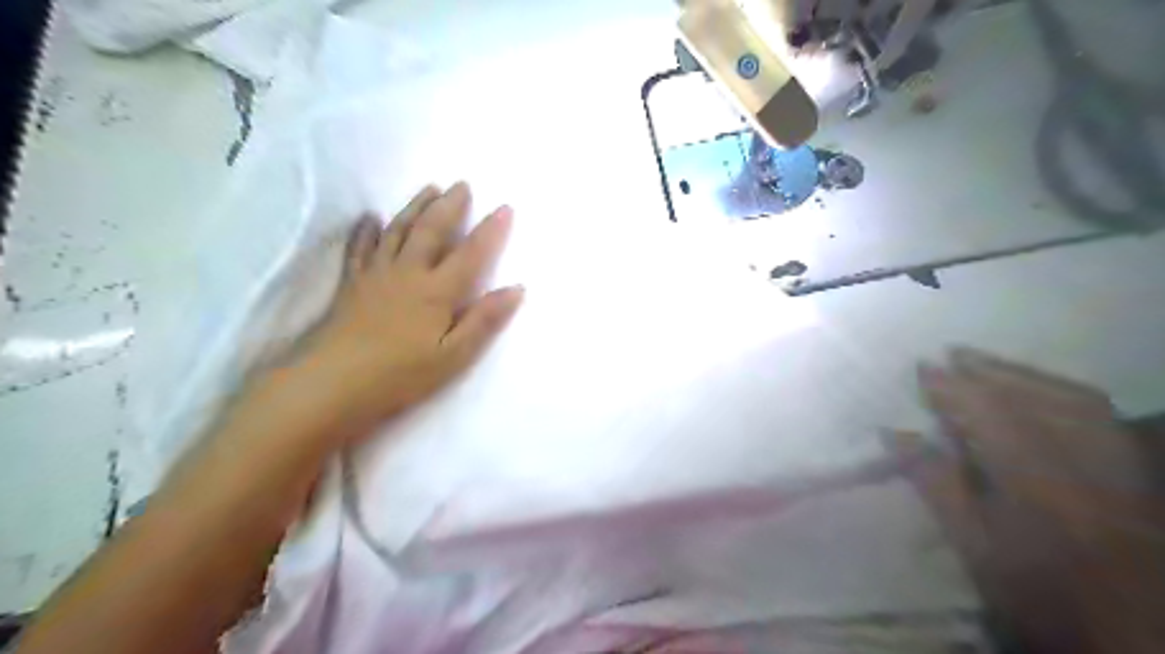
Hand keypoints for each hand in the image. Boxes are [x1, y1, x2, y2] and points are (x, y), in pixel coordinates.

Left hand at [292, 185, 522, 435]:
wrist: (333, 384)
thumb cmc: (401, 375)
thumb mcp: (453, 356)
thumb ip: (484, 320)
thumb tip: (517, 289)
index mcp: (436, 291)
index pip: (470, 253)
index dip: (490, 230)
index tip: (506, 207)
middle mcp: (408, 272)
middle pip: (431, 231)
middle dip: (450, 206)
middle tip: (462, 184)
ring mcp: (376, 274)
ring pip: (398, 230)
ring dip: (416, 207)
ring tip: (429, 188)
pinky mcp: (352, 284)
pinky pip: (360, 248)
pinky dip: (366, 230)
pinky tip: (370, 218)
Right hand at [898, 349, 1164, 652]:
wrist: (1133, 633)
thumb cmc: (1035, 591)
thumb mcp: (974, 545)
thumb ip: (936, 484)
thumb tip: (894, 435)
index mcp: (1036, 479)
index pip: (987, 413)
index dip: (952, 388)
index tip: (921, 367)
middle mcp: (1083, 460)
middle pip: (1033, 398)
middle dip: (989, 371)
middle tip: (952, 354)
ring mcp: (1117, 463)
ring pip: (1071, 399)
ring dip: (1023, 375)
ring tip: (987, 364)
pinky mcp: (1135, 470)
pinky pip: (1097, 413)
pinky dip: (1060, 391)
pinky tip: (1039, 391)